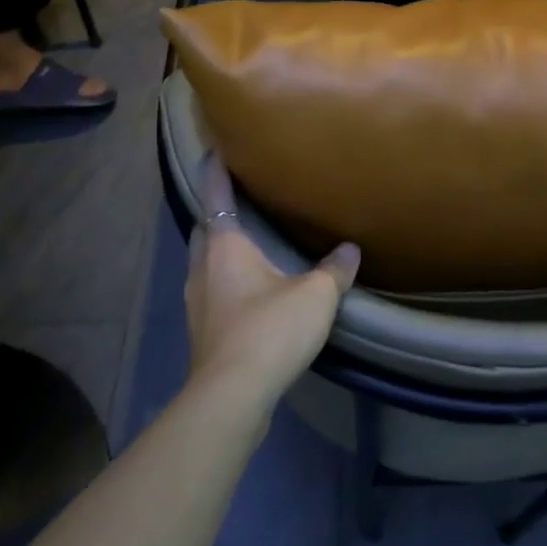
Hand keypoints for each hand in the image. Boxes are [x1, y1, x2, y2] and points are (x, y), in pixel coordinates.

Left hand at [185, 158, 359, 417]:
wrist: (232, 395)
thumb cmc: (270, 330)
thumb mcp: (315, 295)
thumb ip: (334, 269)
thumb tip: (350, 249)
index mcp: (224, 246)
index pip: (216, 196)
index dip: (216, 172)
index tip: (215, 150)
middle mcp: (202, 267)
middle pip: (203, 229)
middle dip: (216, 211)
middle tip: (238, 198)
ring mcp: (197, 301)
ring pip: (204, 261)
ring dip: (219, 248)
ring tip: (246, 242)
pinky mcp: (202, 330)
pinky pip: (210, 289)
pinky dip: (224, 278)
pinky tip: (247, 289)